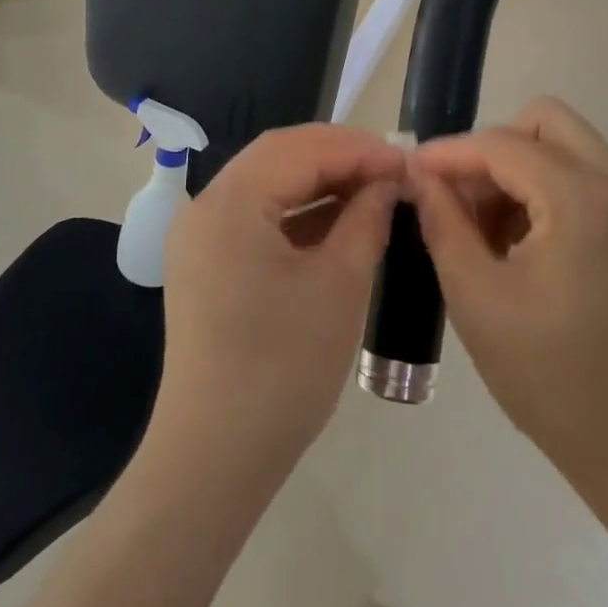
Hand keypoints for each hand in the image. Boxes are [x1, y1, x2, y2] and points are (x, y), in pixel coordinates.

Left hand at [148, 124, 405, 482]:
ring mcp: (199, 236)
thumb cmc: (283, 368)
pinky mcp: (204, 264)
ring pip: (267, 184)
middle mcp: (205, 206)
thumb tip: (388, 182)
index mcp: (230, 201)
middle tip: (392, 173)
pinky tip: (336, 224)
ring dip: (319, 182)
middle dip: (339, 157)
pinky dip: (297, 213)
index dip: (359, 149)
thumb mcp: (340, 285)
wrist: (215, 458)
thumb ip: (366, 219)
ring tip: (372, 193)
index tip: (408, 162)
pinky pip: (256, 217)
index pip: (301, 148)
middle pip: (279, 157)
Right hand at [409, 98, 607, 485]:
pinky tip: (518, 240)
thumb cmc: (550, 376)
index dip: (450, 152)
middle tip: (458, 196)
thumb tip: (419, 174)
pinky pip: (585, 175)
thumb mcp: (476, 295)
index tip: (412, 172)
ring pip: (565, 145)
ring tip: (483, 227)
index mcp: (582, 199)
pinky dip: (545, 189)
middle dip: (491, 149)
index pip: (501, 144)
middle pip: (544, 121)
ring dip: (517, 169)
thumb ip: (442, 221)